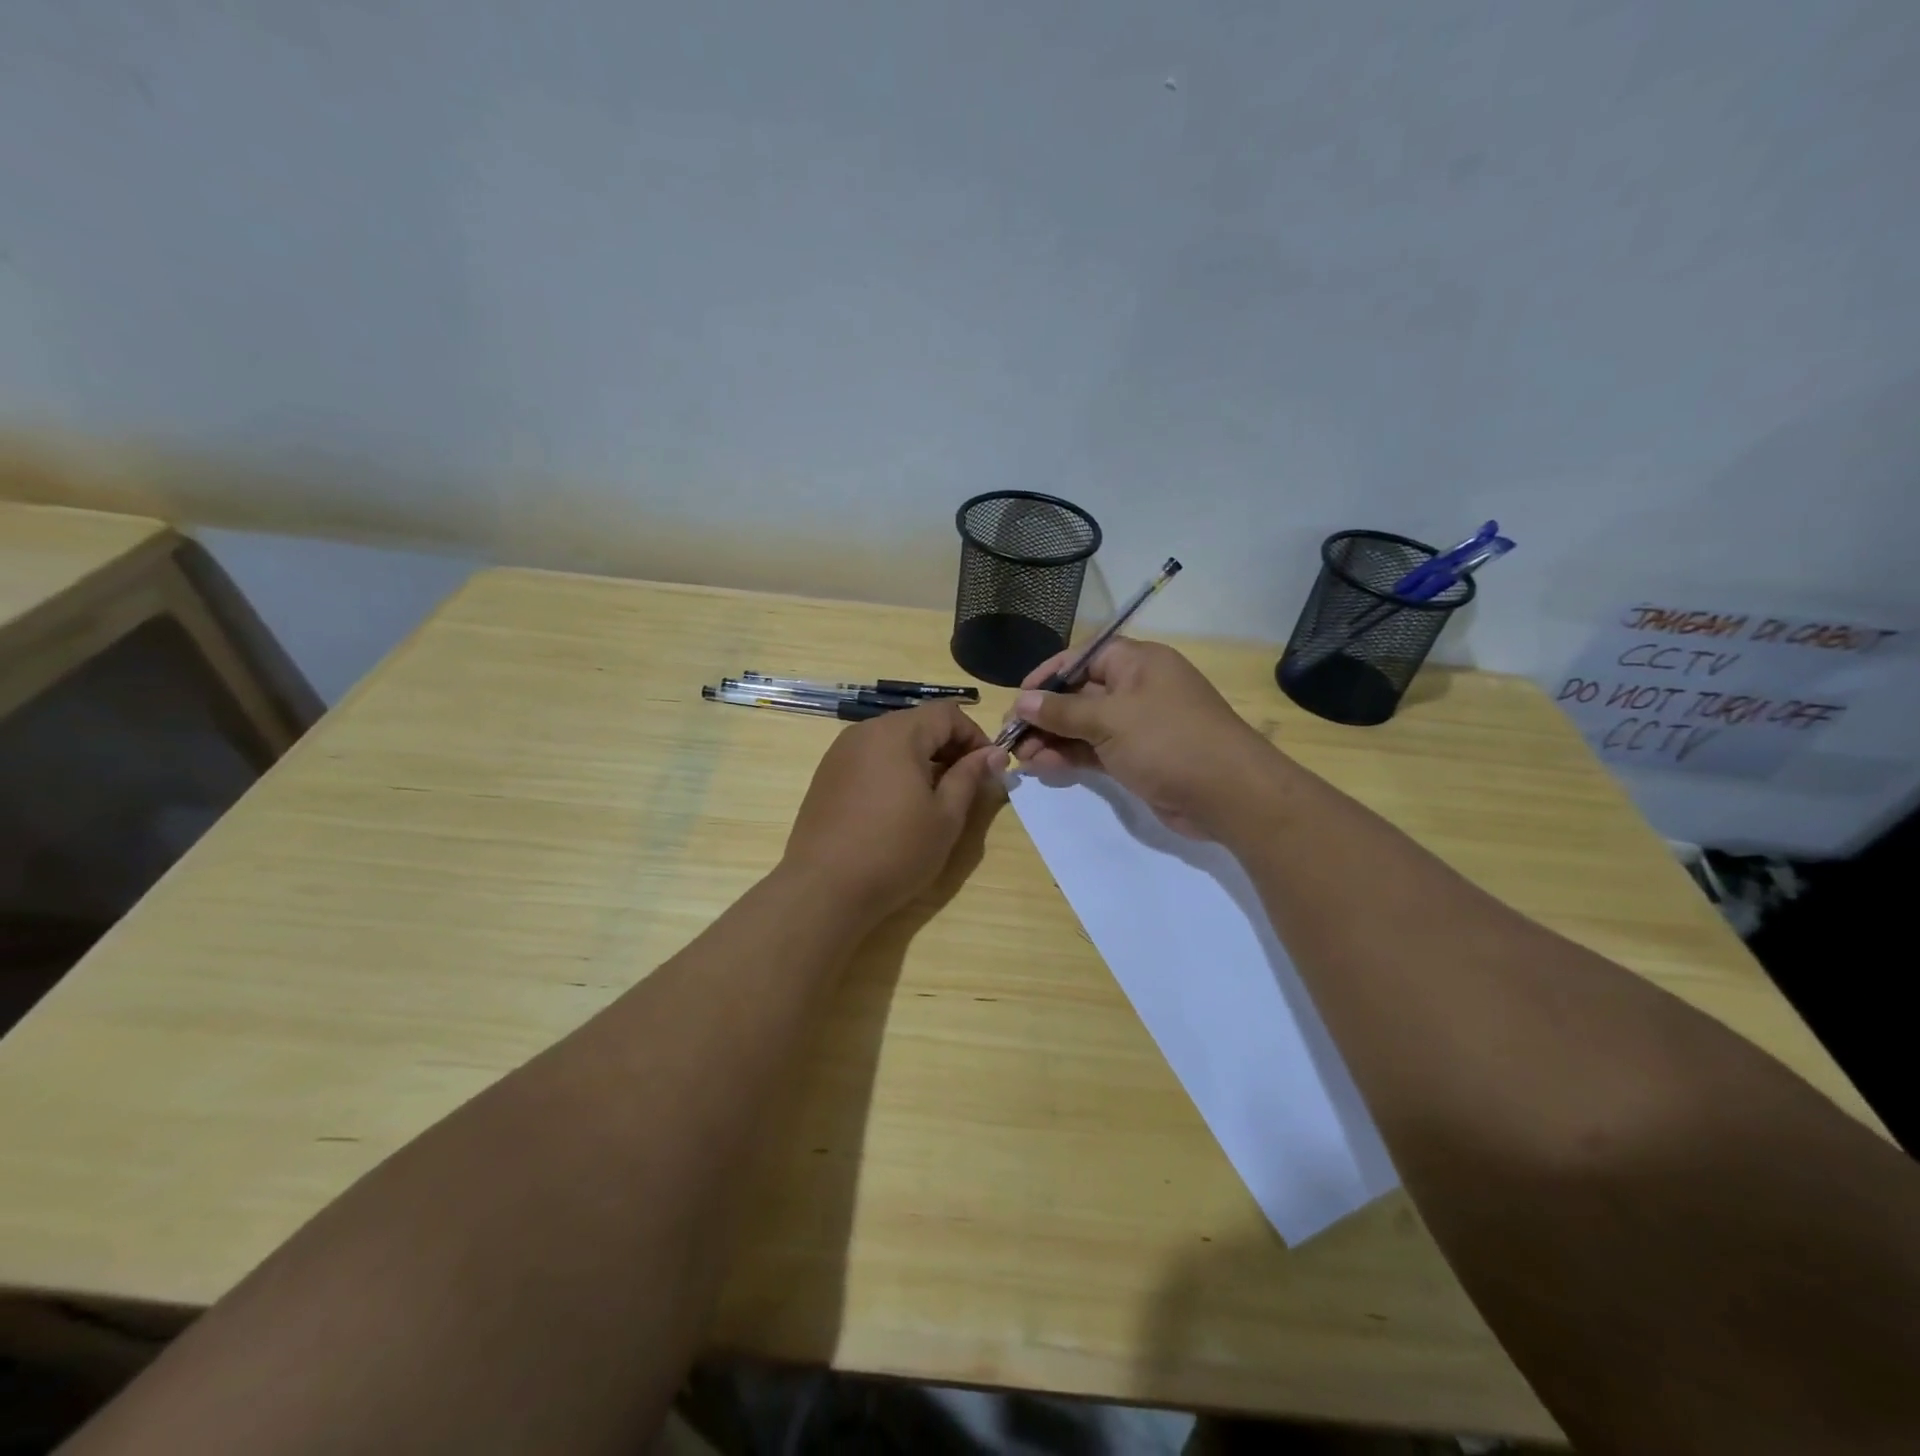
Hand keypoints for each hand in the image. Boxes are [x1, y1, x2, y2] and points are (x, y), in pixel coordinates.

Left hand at [782, 702, 1005, 924]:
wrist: (824, 889)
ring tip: (933, 798)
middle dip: (948, 747)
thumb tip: (993, 754)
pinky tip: (897, 807)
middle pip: (918, 723)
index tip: (988, 768)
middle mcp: (865, 732)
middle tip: (965, 785)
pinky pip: (870, 758)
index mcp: (897, 733)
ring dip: (921, 759)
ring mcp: (840, 753)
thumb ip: (970, 777)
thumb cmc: (895, 851)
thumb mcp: (945, 817)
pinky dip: (893, 770)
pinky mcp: (826, 775)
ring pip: (893, 740)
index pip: (947, 713)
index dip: (975, 736)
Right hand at [1008, 638, 1278, 837]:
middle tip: (1012, 737)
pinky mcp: (1138, 758)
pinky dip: (1070, 756)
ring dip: (1052, 739)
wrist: (1228, 794)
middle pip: (1079, 694)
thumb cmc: (1168, 740)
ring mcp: (1138, 725)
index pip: (1082, 658)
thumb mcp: (1110, 720)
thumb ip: (1063, 711)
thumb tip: (1023, 700)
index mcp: (1137, 663)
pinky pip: (1095, 751)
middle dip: (1044, 714)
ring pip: (1085, 726)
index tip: (1018, 698)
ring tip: (1021, 758)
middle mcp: (1136, 688)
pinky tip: (1043, 766)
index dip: (1047, 675)